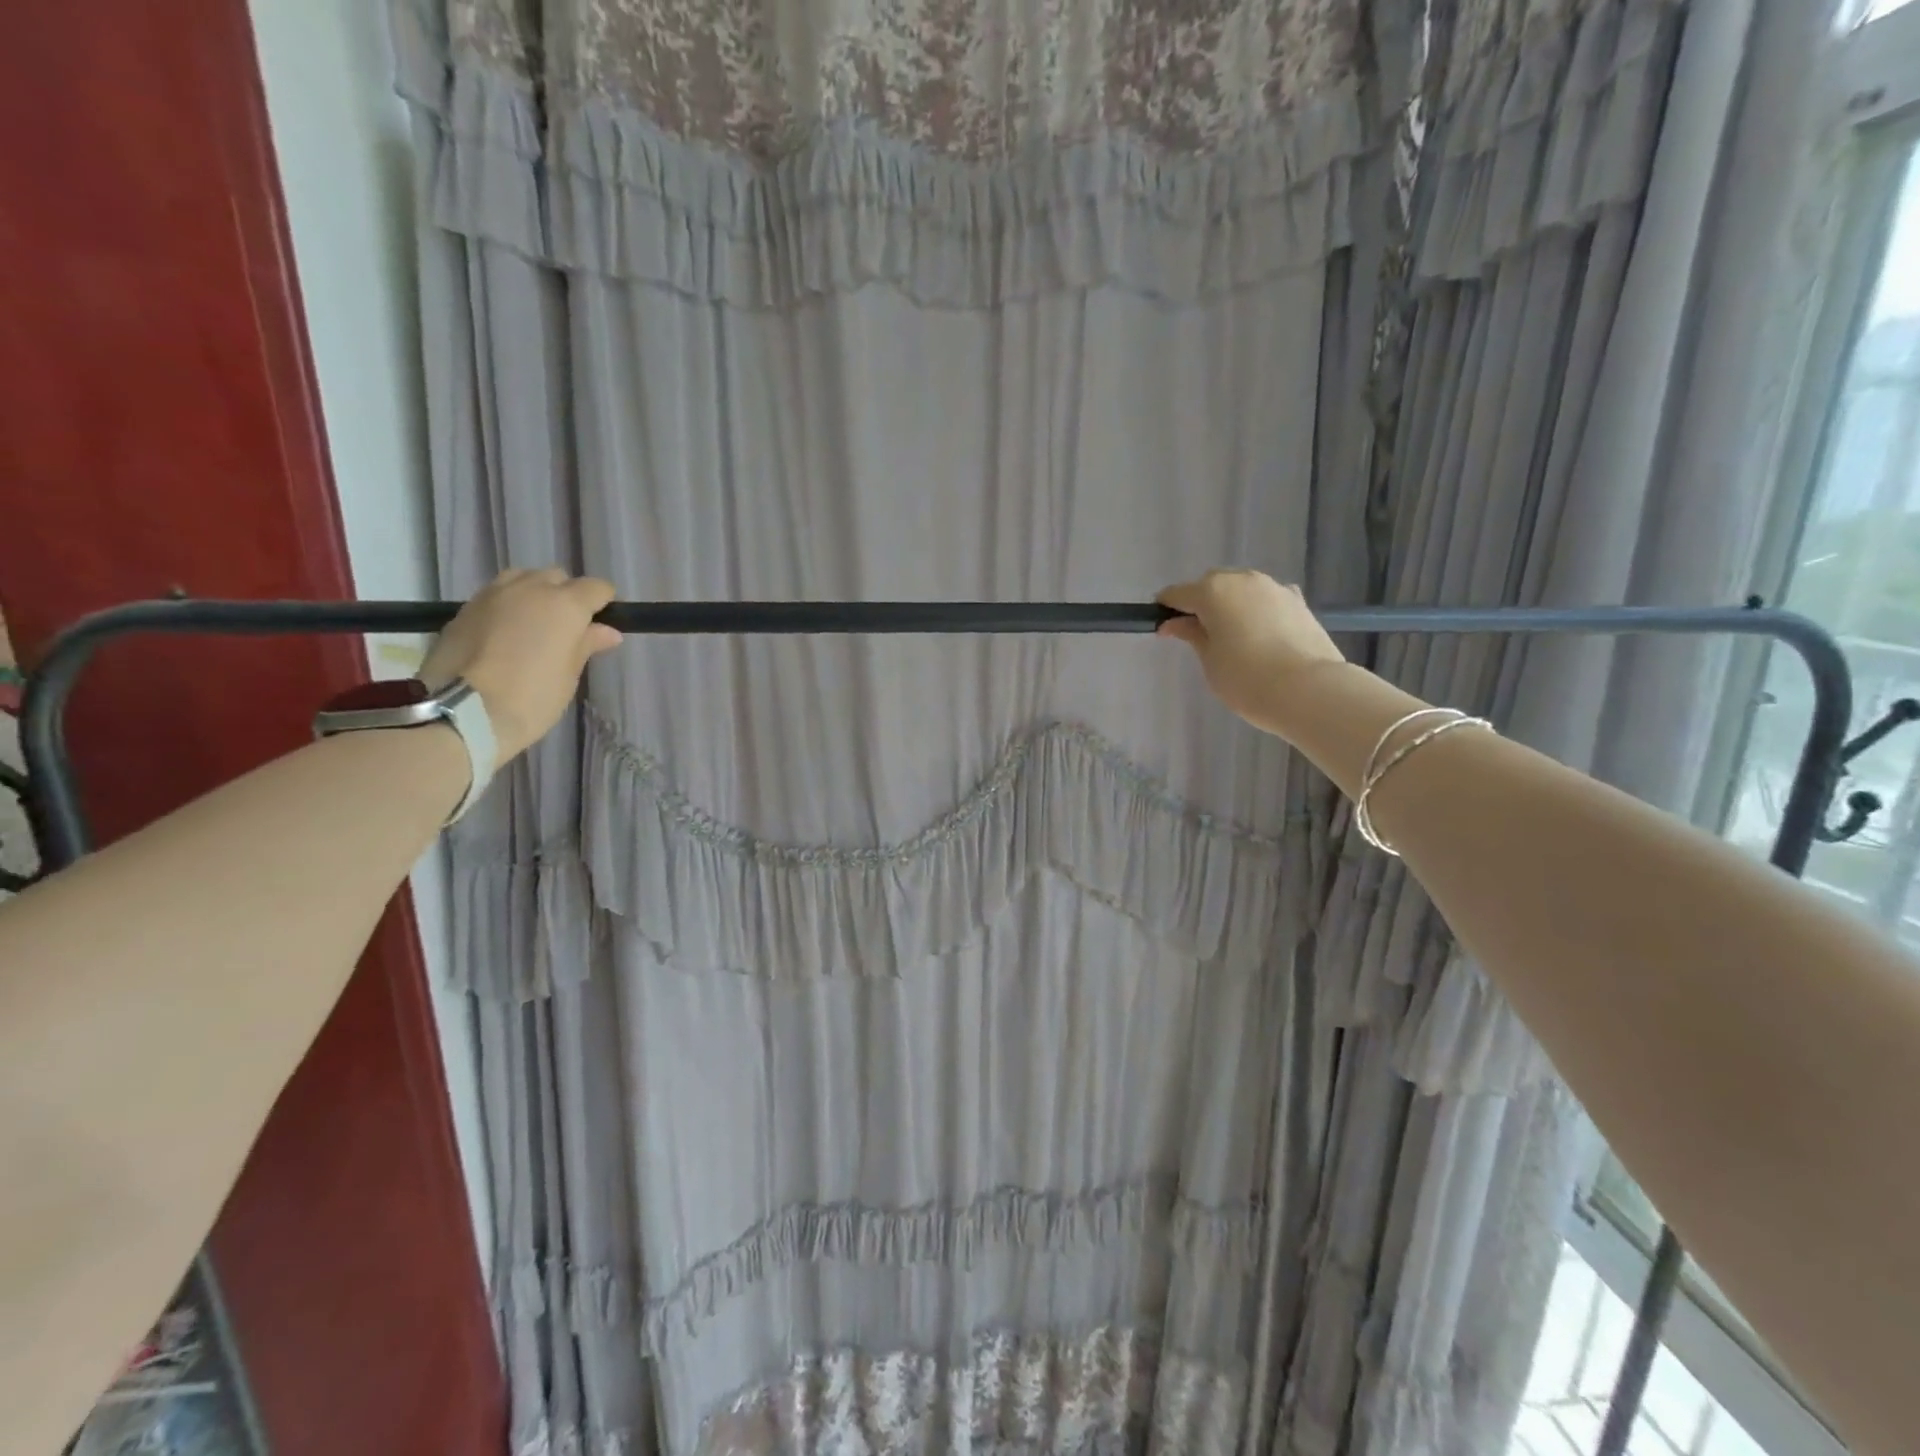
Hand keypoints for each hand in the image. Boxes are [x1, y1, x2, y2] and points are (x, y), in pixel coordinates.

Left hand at [420, 568, 621, 760]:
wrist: (460, 712)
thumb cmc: (531, 697)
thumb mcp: (568, 675)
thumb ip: (587, 644)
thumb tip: (608, 631)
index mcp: (565, 604)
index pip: (596, 588)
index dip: (604, 603)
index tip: (603, 624)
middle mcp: (530, 588)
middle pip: (557, 578)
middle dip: (567, 595)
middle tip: (568, 628)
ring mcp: (493, 594)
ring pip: (523, 579)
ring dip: (534, 594)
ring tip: (534, 625)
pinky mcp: (464, 608)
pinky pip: (496, 595)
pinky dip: (508, 607)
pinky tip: (505, 634)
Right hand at [1157, 570, 1345, 733]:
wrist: (1309, 690)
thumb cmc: (1246, 679)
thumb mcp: (1209, 660)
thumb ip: (1192, 635)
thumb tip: (1174, 623)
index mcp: (1213, 591)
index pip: (1178, 593)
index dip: (1166, 609)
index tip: (1163, 629)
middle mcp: (1243, 580)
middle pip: (1212, 584)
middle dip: (1201, 603)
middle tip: (1198, 634)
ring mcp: (1274, 588)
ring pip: (1242, 589)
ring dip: (1231, 605)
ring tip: (1231, 637)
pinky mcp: (1298, 601)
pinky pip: (1266, 600)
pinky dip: (1256, 611)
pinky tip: (1259, 636)